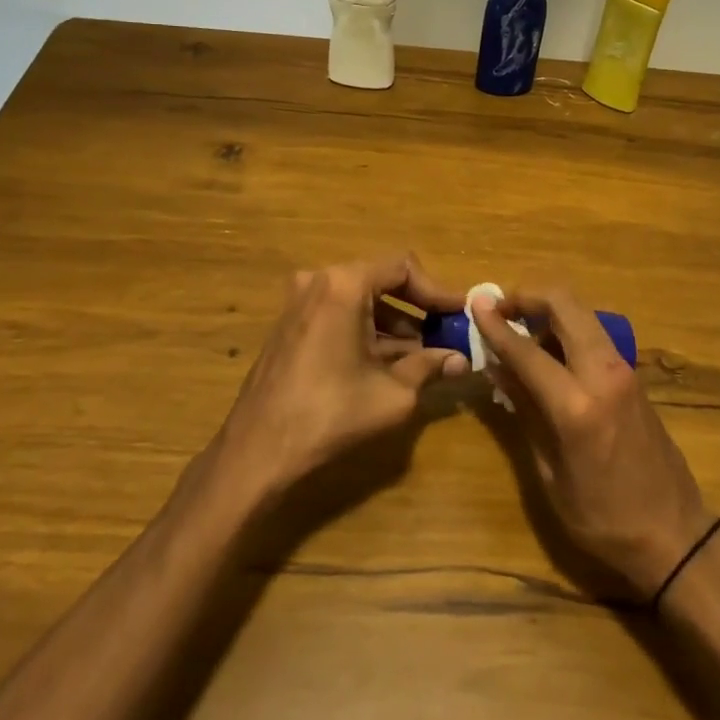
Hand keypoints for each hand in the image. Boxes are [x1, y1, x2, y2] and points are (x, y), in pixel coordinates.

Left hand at [214, 254, 467, 501]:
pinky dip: (367, 332)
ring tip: (425, 356)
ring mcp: (299, 303)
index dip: (437, 291)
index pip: (403, 268)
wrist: (257, 452)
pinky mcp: (290, 326)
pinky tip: (390, 363)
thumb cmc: (330, 415)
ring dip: (395, 324)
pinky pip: (339, 315)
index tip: (461, 314)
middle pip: (381, 281)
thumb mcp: (393, 393)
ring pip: (361, 301)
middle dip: (418, 309)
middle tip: (447, 334)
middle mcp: (319, 282)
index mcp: (344, 285)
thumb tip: (462, 360)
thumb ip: (430, 366)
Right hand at [471, 289, 713, 598]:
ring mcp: (623, 369)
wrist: (675, 533)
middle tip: (498, 309)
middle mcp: (603, 373)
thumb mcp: (550, 474)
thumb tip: (497, 368)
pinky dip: (566, 328)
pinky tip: (547, 354)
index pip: (526, 349)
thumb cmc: (604, 518)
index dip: (496, 324)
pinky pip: (593, 333)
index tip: (474, 303)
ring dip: (548, 310)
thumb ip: (524, 412)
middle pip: (564, 304)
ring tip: (519, 334)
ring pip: (581, 312)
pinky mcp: (632, 374)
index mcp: (577, 405)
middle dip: (527, 295)